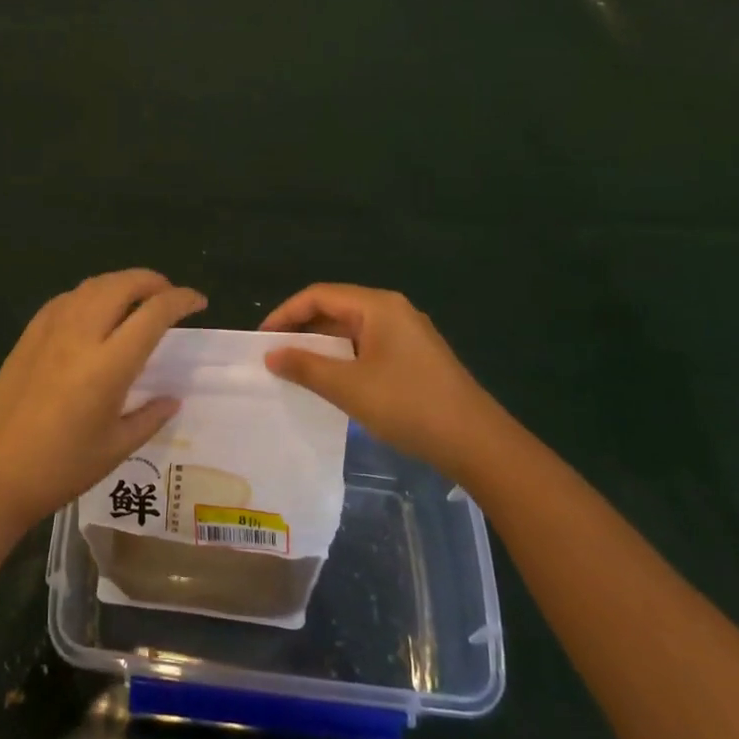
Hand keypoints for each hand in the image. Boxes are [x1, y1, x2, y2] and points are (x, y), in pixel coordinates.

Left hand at [0, 269, 207, 525]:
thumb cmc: (61, 468)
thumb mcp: (116, 448)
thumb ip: (150, 417)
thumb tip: (172, 398)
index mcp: (108, 366)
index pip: (153, 313)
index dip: (181, 300)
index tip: (198, 302)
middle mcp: (80, 335)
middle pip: (122, 285)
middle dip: (153, 281)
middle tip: (168, 296)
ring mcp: (50, 331)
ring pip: (92, 285)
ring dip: (121, 283)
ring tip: (136, 299)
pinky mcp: (29, 334)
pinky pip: (66, 298)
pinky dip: (90, 294)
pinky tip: (94, 311)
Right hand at [260, 283, 509, 477]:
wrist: (477, 443)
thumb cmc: (408, 405)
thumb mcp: (348, 387)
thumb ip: (305, 367)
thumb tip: (271, 354)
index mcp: (377, 306)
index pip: (319, 295)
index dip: (285, 313)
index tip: (261, 339)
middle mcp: (392, 310)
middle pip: (335, 308)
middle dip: (302, 328)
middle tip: (274, 354)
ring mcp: (407, 333)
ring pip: (351, 329)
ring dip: (322, 345)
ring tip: (295, 368)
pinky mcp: (415, 357)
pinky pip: (367, 345)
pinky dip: (343, 357)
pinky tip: (331, 380)